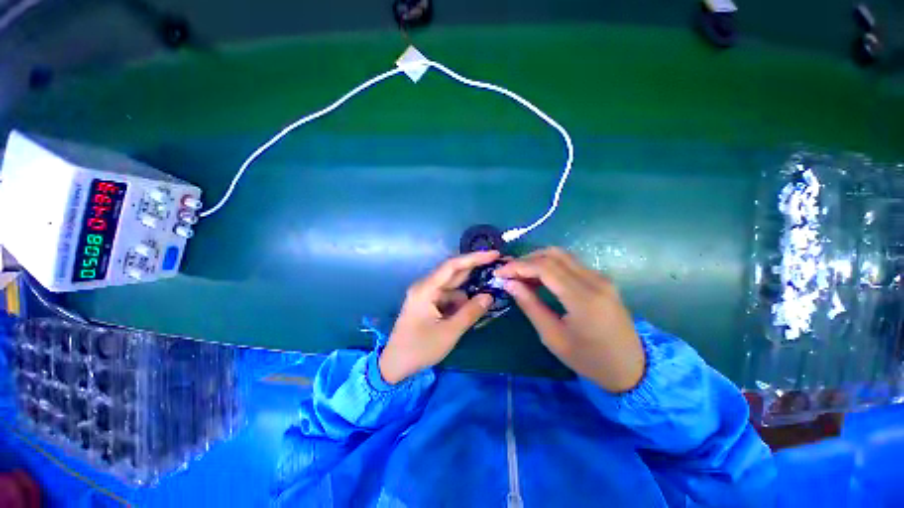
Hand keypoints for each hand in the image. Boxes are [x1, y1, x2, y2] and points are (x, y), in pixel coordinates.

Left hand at [380, 251, 499, 384]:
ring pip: (453, 287)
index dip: (474, 258)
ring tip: (489, 293)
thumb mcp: (449, 332)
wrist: (395, 365)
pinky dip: (462, 301)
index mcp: (426, 289)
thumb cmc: (420, 348)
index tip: (494, 254)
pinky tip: (473, 308)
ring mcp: (427, 295)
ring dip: (469, 290)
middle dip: (475, 270)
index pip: (452, 266)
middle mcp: (425, 286)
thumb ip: (470, 312)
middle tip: (497, 269)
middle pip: (453, 273)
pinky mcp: (429, 304)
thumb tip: (489, 296)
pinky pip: (449, 297)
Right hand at [495, 248, 644, 392]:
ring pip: (561, 255)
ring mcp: (600, 277)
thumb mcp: (553, 337)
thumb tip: (509, 284)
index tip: (499, 273)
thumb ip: (530, 306)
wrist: (632, 368)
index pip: (544, 267)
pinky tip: (538, 278)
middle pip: (553, 254)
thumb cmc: (589, 359)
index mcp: (583, 298)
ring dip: (537, 260)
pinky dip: (549, 265)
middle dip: (525, 259)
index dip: (518, 266)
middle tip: (508, 273)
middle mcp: (594, 280)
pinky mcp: (601, 279)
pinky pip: (570, 263)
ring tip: (519, 275)